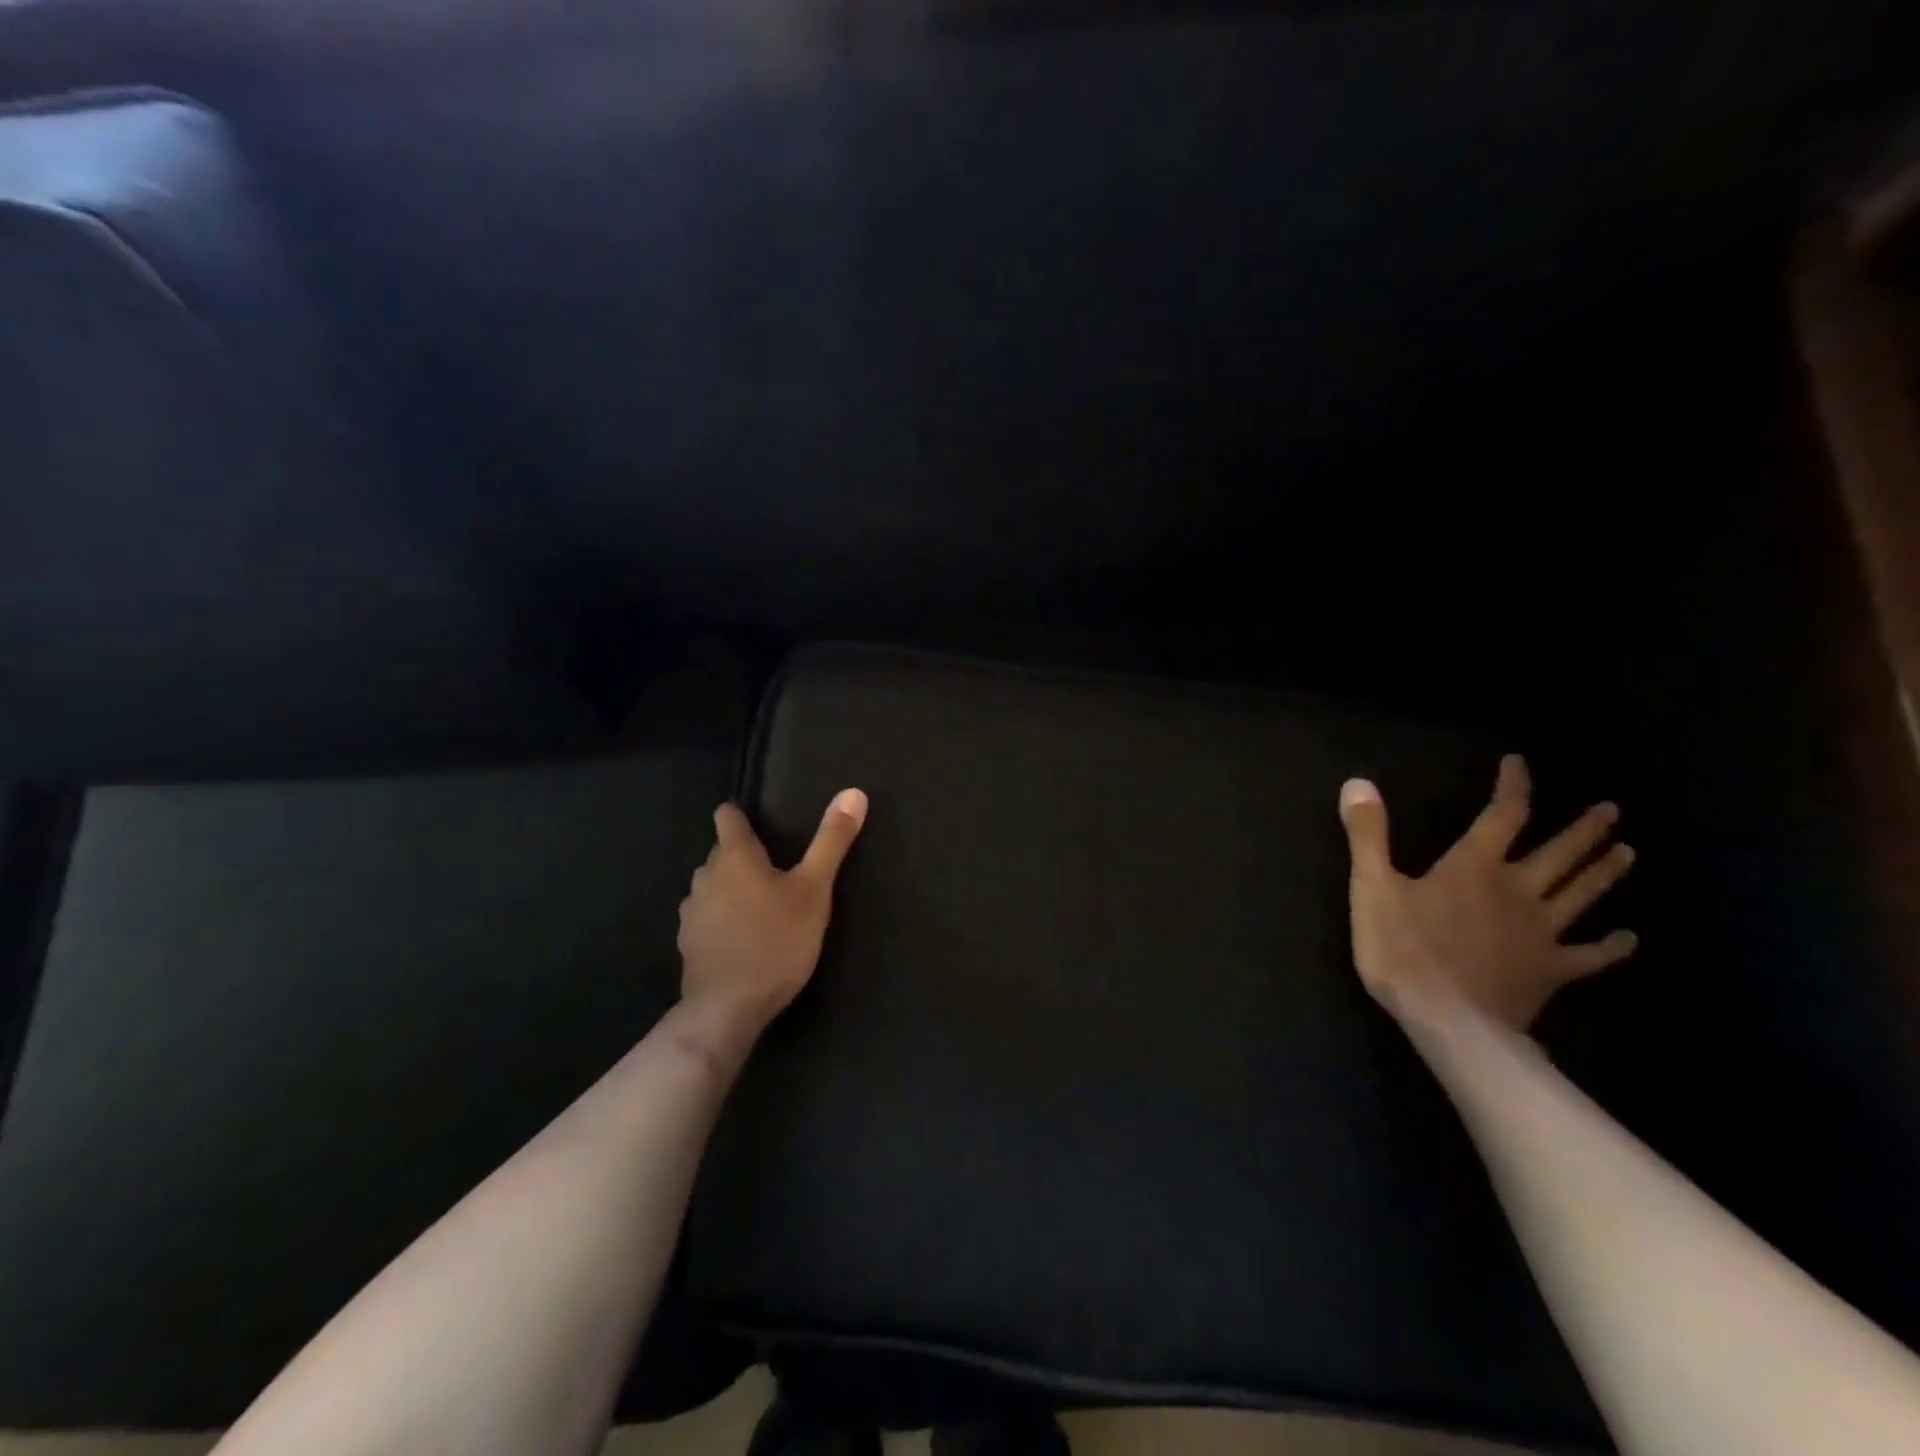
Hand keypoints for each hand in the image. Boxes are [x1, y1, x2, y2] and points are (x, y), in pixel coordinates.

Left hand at [676, 789, 867, 1047]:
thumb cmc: (776, 941)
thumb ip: (831, 841)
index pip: (727, 816)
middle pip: (722, 853)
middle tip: (777, 872)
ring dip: (731, 889)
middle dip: (744, 856)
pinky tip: (742, 938)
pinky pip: (706, 917)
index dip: (741, 815)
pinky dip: (721, 919)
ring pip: (713, 886)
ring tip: (761, 906)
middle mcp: (706, 876)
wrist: (728, 1008)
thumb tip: (853, 792)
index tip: (760, 823)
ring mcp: (692, 911)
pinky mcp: (688, 942)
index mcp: (734, 856)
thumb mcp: (814, 890)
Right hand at [1338, 755, 1636, 1031]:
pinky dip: (1612, 946)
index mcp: (1474, 868)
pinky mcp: (1551, 970)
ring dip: (1604, 872)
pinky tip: (1628, 939)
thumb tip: (1359, 783)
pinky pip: (1590, 955)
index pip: (1502, 815)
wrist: (1447, 1020)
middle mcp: (1517, 891)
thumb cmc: (1403, 949)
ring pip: (1581, 895)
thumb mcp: (1372, 887)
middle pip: (1559, 854)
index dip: (1513, 787)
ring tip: (1628, 853)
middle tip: (1611, 811)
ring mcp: (1541, 933)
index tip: (1520, 765)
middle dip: (1584, 830)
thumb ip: (1368, 835)